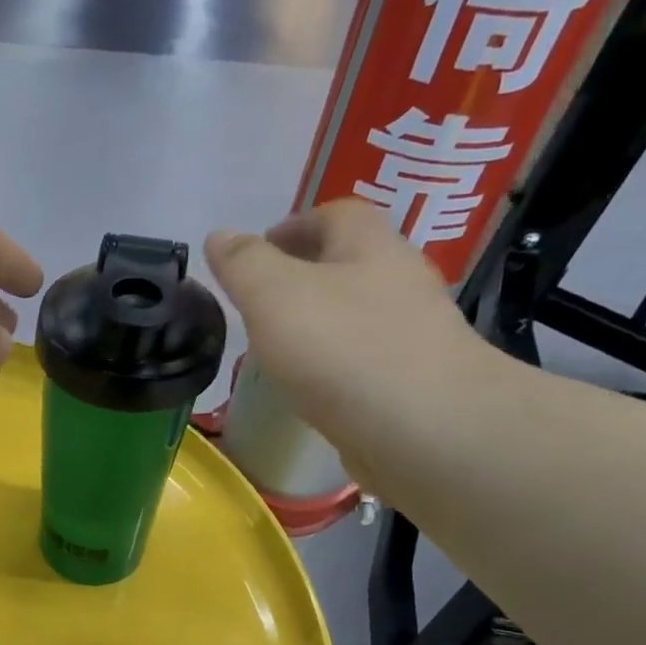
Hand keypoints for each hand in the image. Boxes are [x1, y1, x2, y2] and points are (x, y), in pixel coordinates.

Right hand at [205, 200, 489, 456]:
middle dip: (306, 275)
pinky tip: (311, 390)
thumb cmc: (343, 349)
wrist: (425, 430)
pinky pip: (366, 361)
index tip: (259, 250)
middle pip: (352, 264)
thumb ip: (243, 264)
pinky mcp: (415, 384)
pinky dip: (336, 366)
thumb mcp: (274, 295)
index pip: (337, 214)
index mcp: (371, 247)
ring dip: (321, 323)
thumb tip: (220, 235)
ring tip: (279, 349)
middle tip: (261, 302)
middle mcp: (401, 282)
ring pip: (359, 315)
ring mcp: (414, 335)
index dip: (295, 225)